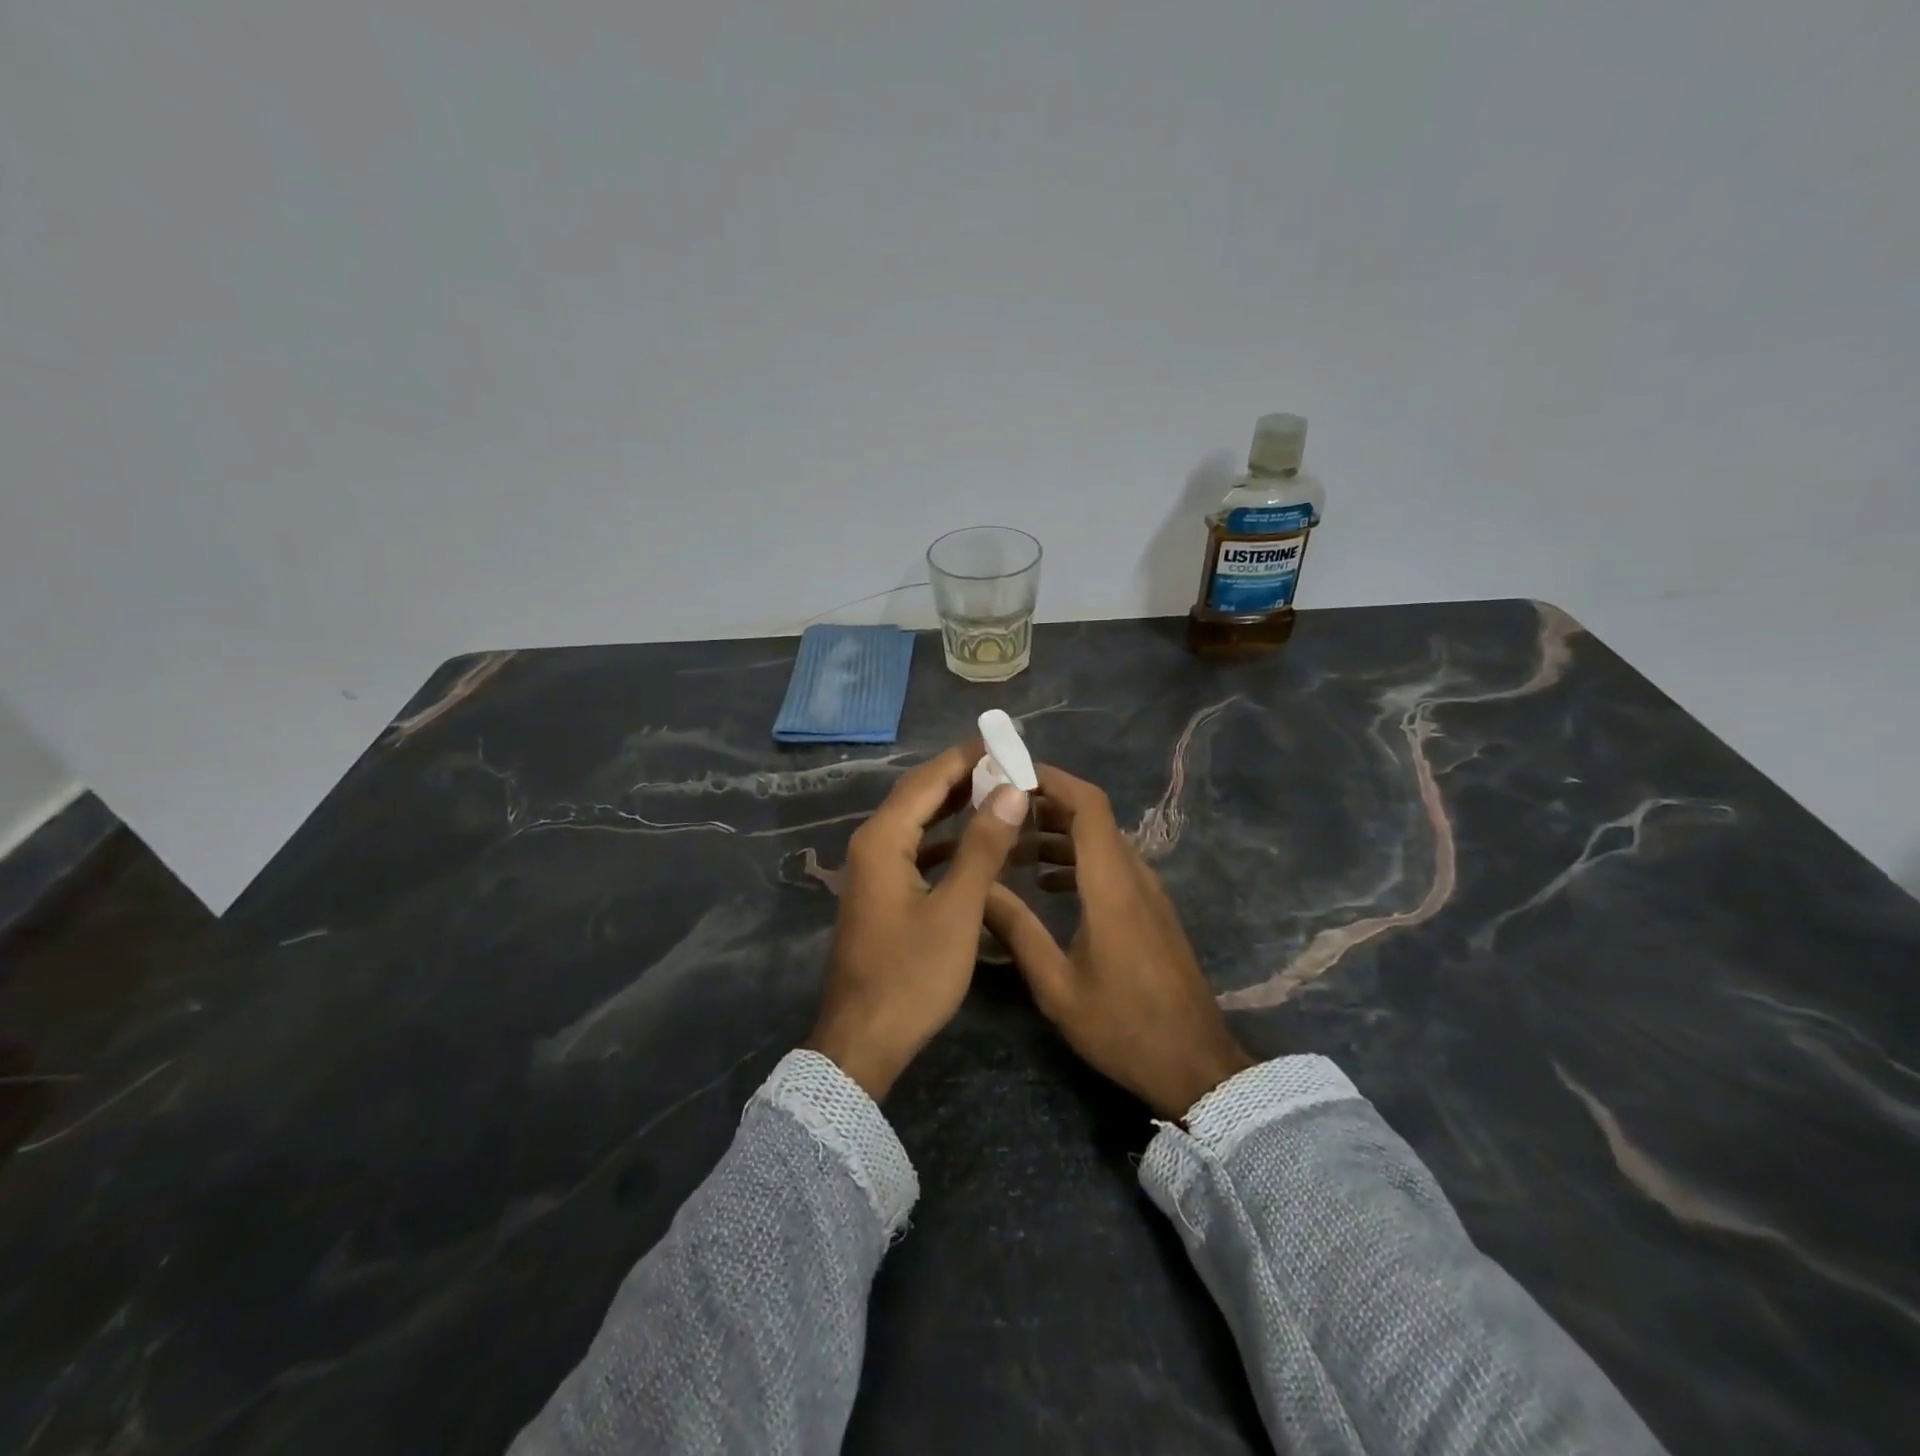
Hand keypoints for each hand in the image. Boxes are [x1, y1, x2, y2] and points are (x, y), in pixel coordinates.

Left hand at [806, 739, 1030, 1101]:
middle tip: (1010, 763)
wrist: (863, 1041)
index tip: (1006, 739)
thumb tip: (1010, 791)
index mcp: (883, 839)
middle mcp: (871, 844)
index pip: (928, 779)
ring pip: (918, 822)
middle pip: (919, 794)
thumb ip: (983, 847)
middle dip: (963, 776)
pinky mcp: (881, 892)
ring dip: (956, 806)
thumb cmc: (911, 976)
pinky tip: (976, 842)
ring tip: (1001, 793)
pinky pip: (916, 849)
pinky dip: (947, 839)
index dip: (967, 756)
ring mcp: (873, 869)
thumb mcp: (956, 911)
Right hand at [984, 764, 1252, 1119]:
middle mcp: (1134, 876)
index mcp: (1111, 885)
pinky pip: (1113, 865)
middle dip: (1046, 804)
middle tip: (999, 811)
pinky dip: (1079, 859)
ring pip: (1102, 841)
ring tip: (1014, 847)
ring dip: (1060, 833)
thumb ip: (1017, 930)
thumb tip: (980, 888)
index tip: (1012, 774)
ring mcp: (1148, 893)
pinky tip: (1048, 883)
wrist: (1195, 1066)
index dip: (1053, 780)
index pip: (1089, 806)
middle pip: (1094, 817)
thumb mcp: (1056, 986)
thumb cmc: (1122, 1026)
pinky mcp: (1152, 911)